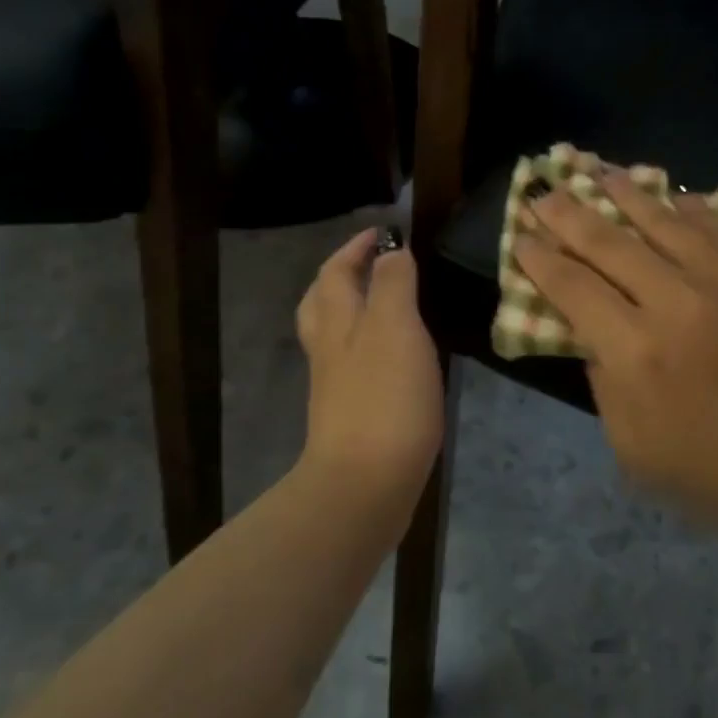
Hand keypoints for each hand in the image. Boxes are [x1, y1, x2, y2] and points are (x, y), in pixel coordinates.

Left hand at [295, 228, 443, 524]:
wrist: (365, 484)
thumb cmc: (384, 398)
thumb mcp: (395, 327)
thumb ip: (393, 285)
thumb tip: (392, 252)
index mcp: (338, 321)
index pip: (337, 271)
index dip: (356, 248)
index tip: (382, 233)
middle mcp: (329, 349)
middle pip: (321, 302)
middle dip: (341, 276)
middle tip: (369, 264)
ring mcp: (335, 385)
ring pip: (333, 334)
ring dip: (351, 310)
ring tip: (380, 305)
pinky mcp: (349, 415)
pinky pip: (351, 364)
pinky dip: (365, 346)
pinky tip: (390, 358)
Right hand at [515, 174, 717, 545]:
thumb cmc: (717, 476)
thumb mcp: (634, 450)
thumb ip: (605, 385)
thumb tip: (595, 335)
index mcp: (635, 351)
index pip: (572, 288)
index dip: (541, 260)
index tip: (521, 237)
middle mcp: (674, 302)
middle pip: (608, 243)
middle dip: (568, 214)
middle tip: (545, 193)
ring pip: (664, 222)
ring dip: (627, 194)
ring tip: (601, 171)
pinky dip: (694, 209)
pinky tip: (678, 196)